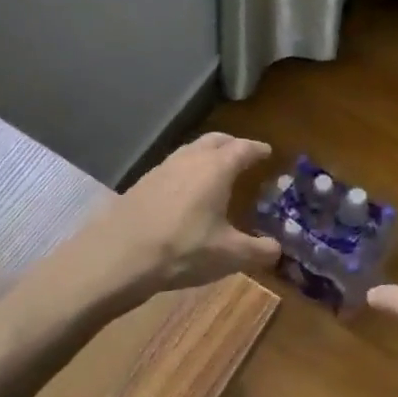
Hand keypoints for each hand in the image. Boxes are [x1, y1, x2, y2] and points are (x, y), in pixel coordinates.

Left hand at [90, 133, 280, 296]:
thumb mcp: (230, 256)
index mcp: (217, 168)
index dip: (257, 149)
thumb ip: (259, 251)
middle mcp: (190, 159)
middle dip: (232, 144)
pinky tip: (185, 191)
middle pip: (216, 140)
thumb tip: (278, 249)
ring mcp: (162, 168)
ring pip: (191, 150)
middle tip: (244, 154)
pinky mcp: (142, 183)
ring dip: (207, 155)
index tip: (267, 151)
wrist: (119, 255)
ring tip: (216, 171)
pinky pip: (173, 166)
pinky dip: (187, 170)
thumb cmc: (183, 249)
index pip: (243, 148)